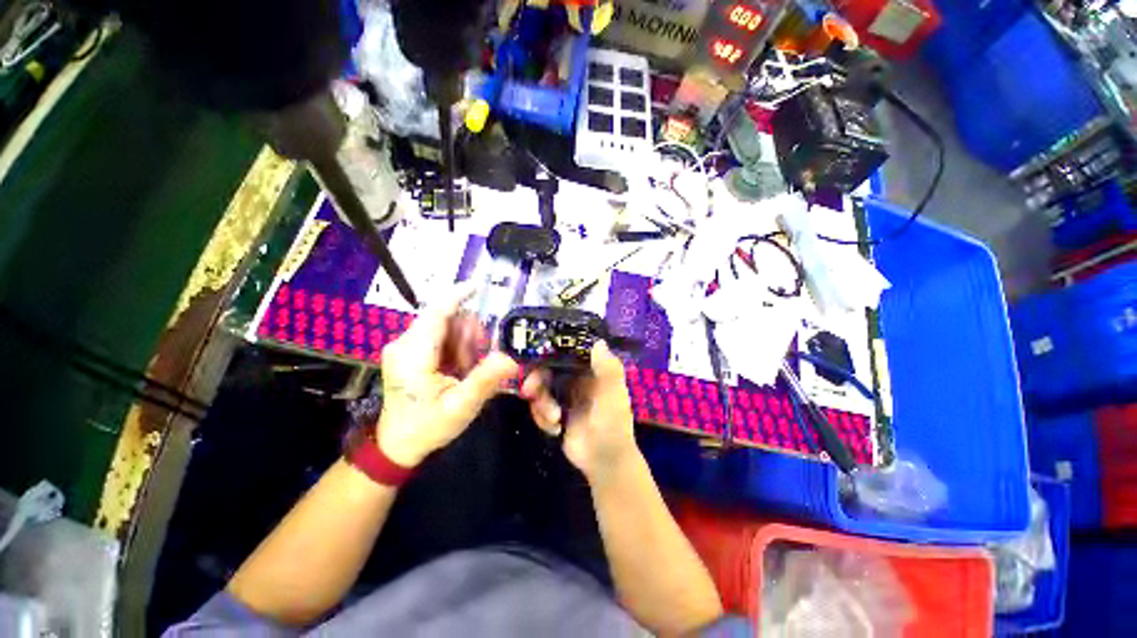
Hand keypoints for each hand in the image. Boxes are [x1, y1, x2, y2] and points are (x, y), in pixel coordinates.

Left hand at [376, 285, 518, 466]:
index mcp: (413, 353)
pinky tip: (460, 369)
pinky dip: (457, 348)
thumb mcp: (460, 407)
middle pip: (446, 319)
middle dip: (470, 334)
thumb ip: (485, 381)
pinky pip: (441, 338)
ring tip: (469, 369)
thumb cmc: (426, 427)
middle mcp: (405, 343)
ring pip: (446, 327)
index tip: (480, 286)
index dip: (459, 295)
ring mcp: (406, 347)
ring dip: (465, 343)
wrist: (397, 445)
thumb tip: (511, 358)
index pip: (437, 311)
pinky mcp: (410, 353)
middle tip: (481, 360)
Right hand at [520, 341, 638, 482]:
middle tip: (529, 391)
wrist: (604, 464)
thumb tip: (598, 341)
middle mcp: (577, 378)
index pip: (568, 351)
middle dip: (537, 380)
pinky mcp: (556, 411)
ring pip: (541, 388)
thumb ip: (608, 370)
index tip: (535, 355)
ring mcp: (565, 395)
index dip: (551, 350)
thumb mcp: (613, 397)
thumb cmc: (613, 427)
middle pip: (548, 368)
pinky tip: (555, 429)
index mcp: (592, 370)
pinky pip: (539, 406)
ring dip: (541, 404)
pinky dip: (542, 417)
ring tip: (553, 420)